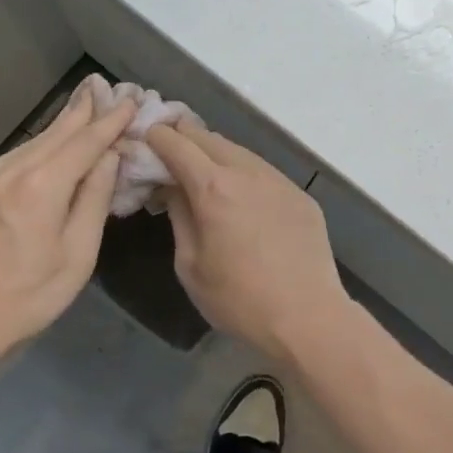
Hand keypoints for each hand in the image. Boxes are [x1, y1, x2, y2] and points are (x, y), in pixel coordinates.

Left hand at [0, 84, 135, 375]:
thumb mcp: (77, 253)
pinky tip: (55, 142)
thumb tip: (109, 157)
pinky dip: (45, 142)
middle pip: (59, 130)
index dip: (112, 119)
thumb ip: (94, 198)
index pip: (87, 140)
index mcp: (44, 184)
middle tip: (107, 85)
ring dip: (66, 121)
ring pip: (38, 139)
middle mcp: (15, 169)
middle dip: (86, 107)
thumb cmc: (28, 296)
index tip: (132, 99)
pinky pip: (21, 154)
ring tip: (88, 104)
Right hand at [144, 121, 352, 357]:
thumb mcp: (190, 265)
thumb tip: (172, 188)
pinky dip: (243, 173)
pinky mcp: (300, 193)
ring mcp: (278, 179)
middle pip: (208, 137)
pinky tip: (241, 197)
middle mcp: (247, 171)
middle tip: (168, 153)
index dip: (156, 136)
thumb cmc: (239, 299)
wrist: (308, 316)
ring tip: (203, 173)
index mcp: (213, 187)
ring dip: (215, 154)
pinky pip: (263, 171)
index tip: (145, 140)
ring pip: (238, 151)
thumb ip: (179, 216)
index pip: (177, 143)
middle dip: (183, 138)